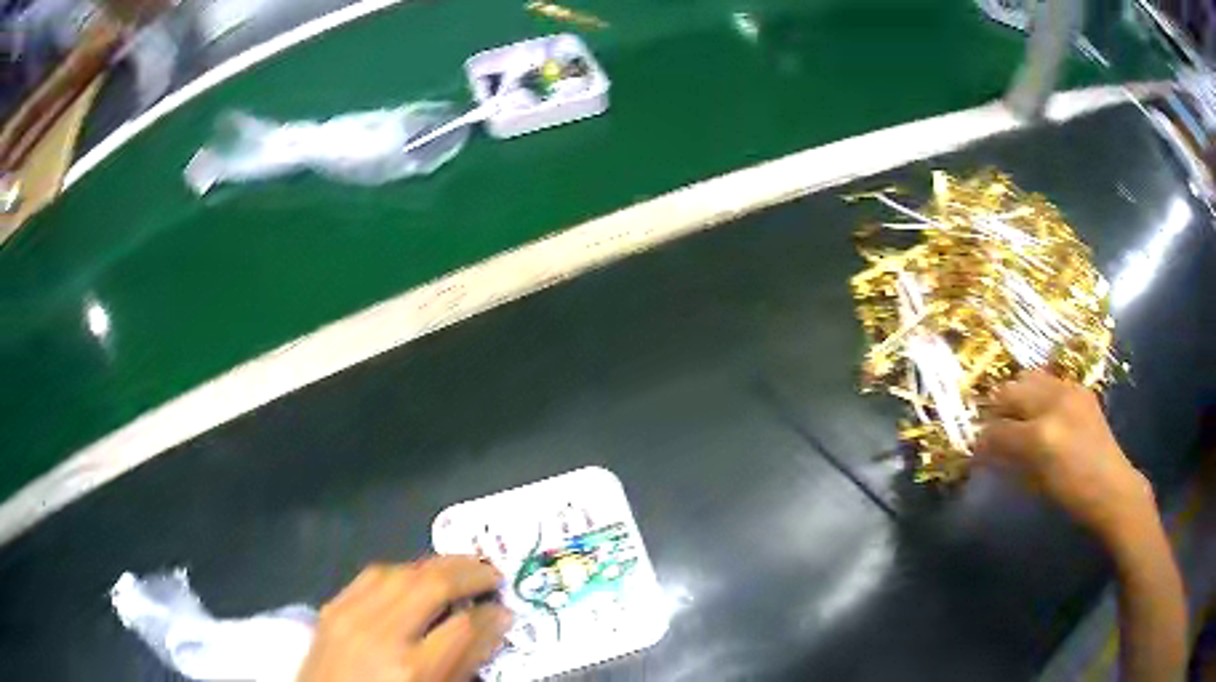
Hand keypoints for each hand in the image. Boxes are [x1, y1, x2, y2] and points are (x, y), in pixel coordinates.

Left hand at [297, 557, 511, 681]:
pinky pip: (370, 575)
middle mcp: (380, 636)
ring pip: (400, 572)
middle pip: (431, 585)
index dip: (492, 615)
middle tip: (492, 573)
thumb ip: (464, 663)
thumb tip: (493, 625)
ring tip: (460, 568)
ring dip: (436, 565)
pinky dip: (401, 570)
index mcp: (414, 670)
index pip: (465, 627)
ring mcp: (349, 616)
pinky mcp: (330, 608)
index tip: (505, 610)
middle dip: (469, 572)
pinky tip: (415, 576)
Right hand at [976, 369, 1152, 538]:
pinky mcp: (1079, 387)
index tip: (975, 449)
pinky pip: (1049, 380)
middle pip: (1009, 391)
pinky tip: (1040, 412)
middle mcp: (1052, 403)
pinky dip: (1037, 393)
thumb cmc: (1071, 496)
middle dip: (995, 410)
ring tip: (1015, 415)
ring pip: (1028, 377)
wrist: (1112, 486)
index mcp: (1040, 435)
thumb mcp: (1035, 483)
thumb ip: (1009, 461)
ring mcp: (1068, 390)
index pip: (998, 429)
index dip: (982, 441)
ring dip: (1016, 395)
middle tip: (992, 429)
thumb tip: (985, 451)